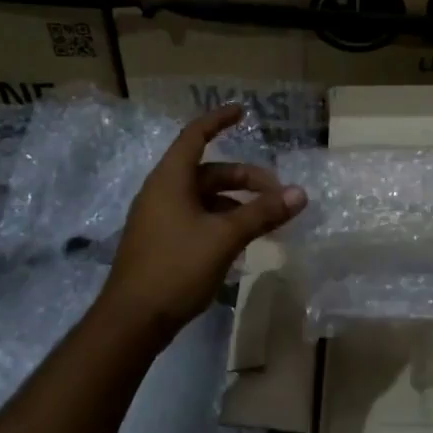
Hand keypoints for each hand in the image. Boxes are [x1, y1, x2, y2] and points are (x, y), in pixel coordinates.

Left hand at [97, 104, 306, 338]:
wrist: (132, 321)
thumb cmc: (175, 267)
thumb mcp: (224, 237)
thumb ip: (262, 213)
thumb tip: (299, 193)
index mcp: (170, 180)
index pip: (195, 136)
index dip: (219, 120)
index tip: (243, 111)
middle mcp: (162, 192)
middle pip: (209, 172)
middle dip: (245, 179)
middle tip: (278, 194)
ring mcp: (160, 219)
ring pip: (205, 199)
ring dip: (236, 204)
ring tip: (266, 222)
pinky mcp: (162, 242)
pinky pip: (197, 219)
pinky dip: (222, 222)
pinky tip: (242, 243)